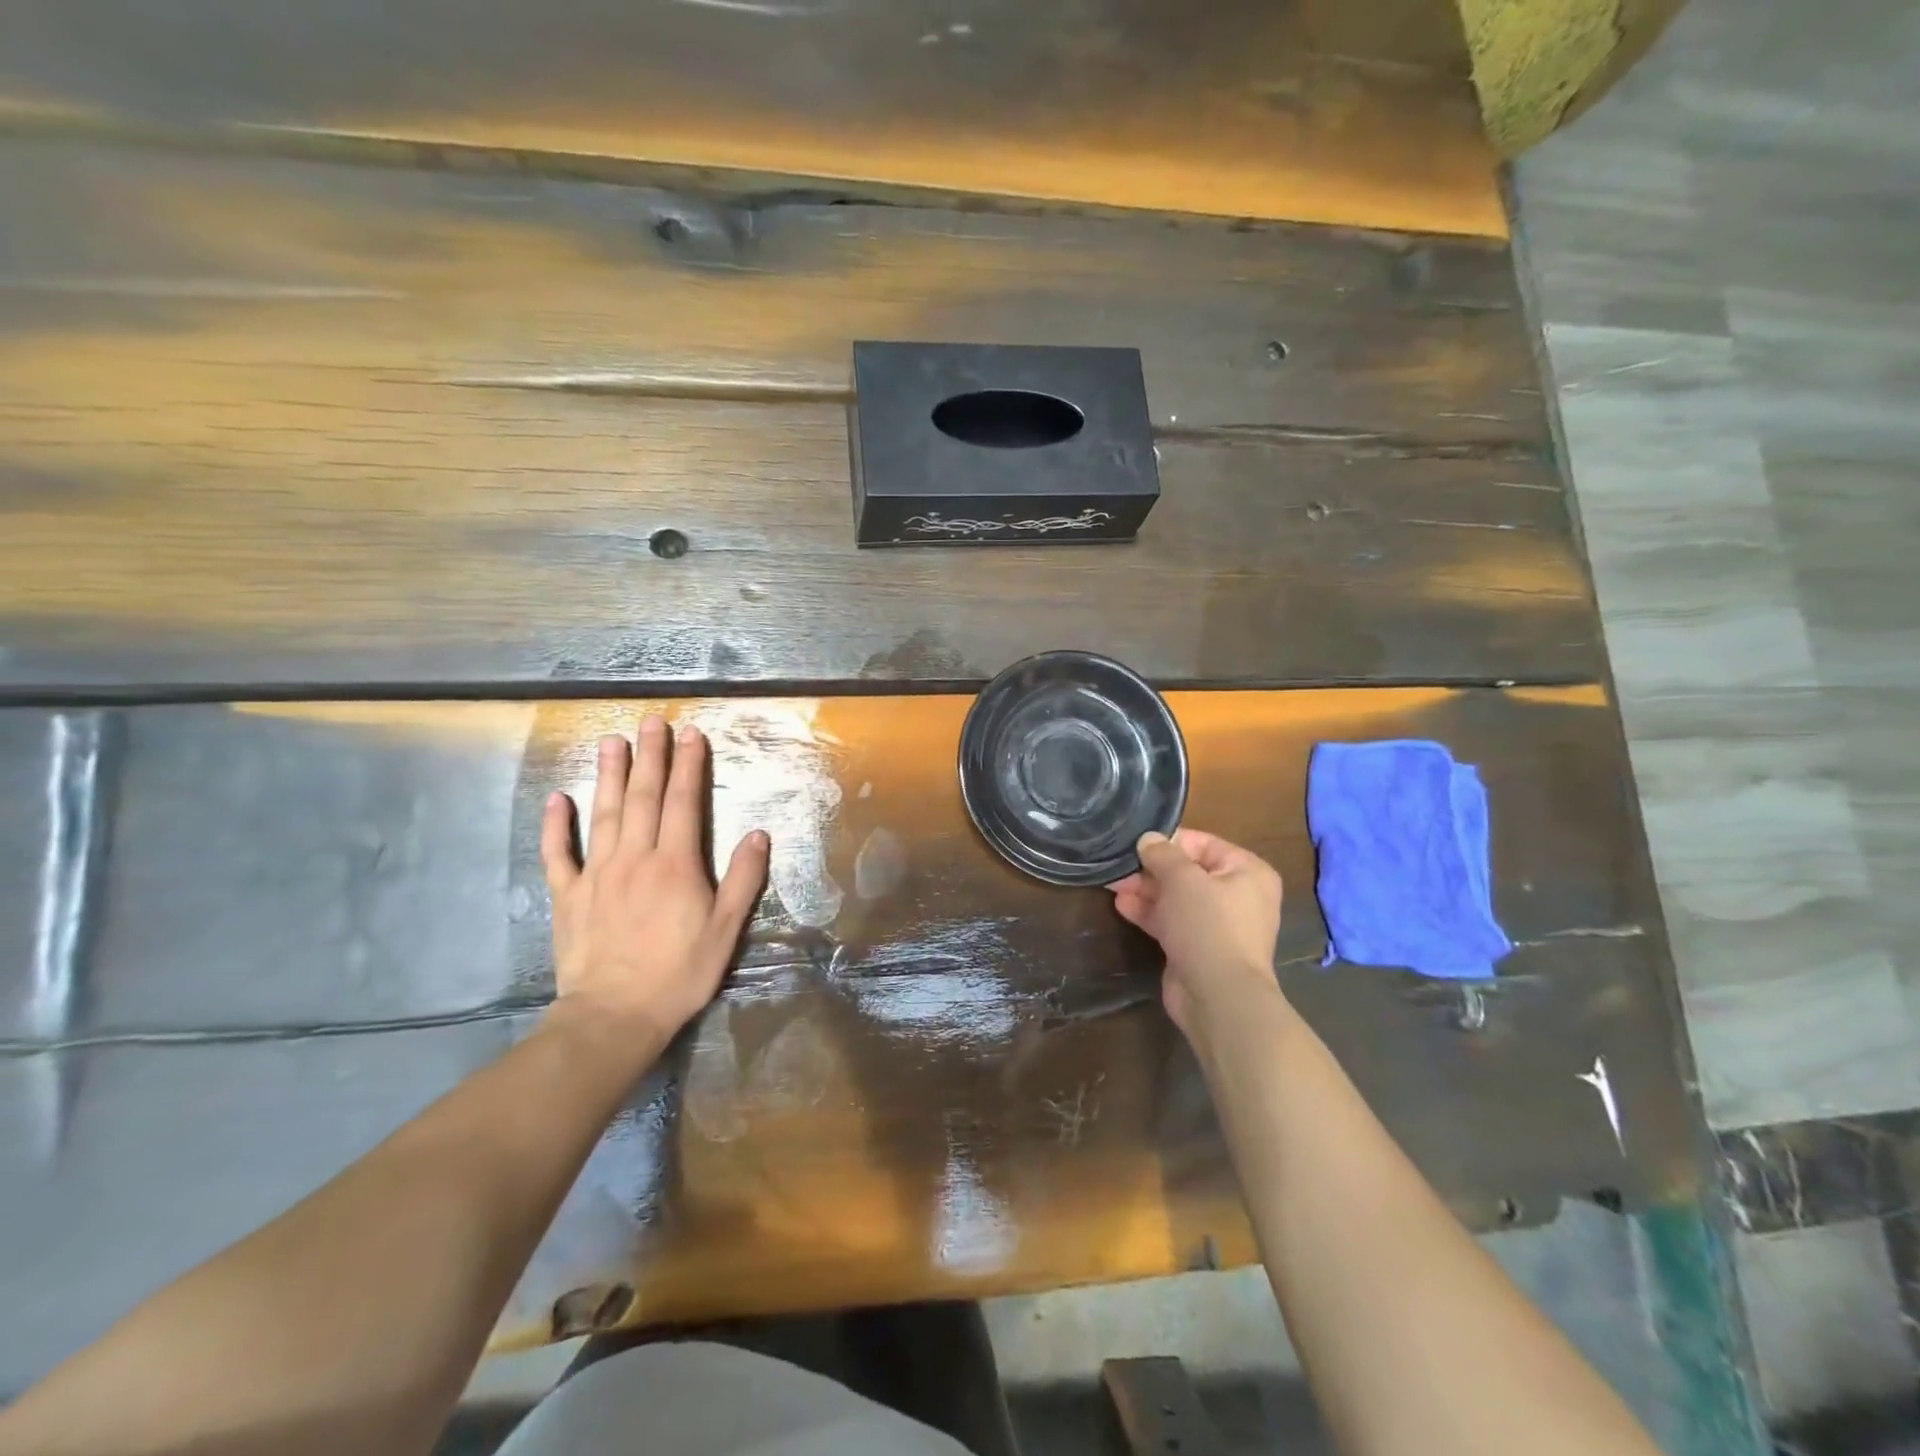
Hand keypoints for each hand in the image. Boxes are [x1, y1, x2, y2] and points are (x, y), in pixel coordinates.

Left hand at [540, 716, 769, 1042]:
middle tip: (652, 722)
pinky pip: (560, 853)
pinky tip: (558, 799)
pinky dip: (557, 825)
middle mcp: (635, 858)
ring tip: (612, 741)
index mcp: (675, 864)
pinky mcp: (568, 895)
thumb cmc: (679, 973)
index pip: (683, 802)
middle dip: (650, 756)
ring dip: (609, 775)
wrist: (614, 1015)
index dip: (688, 766)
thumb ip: (743, 879)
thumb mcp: (726, 930)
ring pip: (604, 813)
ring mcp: (597, 873)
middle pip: (643, 797)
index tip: (692, 734)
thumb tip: (758, 833)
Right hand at [1108, 829, 1284, 1038]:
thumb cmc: (1208, 925)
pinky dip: (1149, 912)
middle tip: (1119, 865)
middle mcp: (1237, 895)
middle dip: (1152, 868)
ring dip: (1145, 890)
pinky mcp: (1198, 947)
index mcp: (1246, 871)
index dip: (1169, 841)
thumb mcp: (1182, 879)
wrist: (1218, 996)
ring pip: (1176, 898)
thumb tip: (1148, 838)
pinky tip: (1122, 905)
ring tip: (1113, 883)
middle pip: (1188, 871)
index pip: (1203, 843)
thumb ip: (1162, 854)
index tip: (1137, 842)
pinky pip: (1172, 921)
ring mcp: (1217, 924)